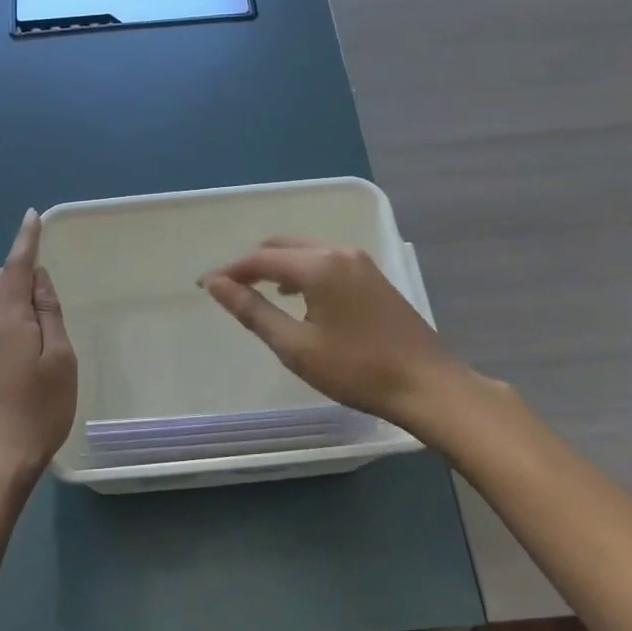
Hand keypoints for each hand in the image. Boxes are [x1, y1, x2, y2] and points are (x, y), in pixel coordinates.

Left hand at [0, 209, 77, 486]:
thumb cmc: (38, 408)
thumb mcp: (59, 358)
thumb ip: (49, 315)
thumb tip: (39, 280)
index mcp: (9, 319)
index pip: (15, 268)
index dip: (25, 241)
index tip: (32, 216)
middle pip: (0, 281)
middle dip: (20, 262)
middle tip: (45, 255)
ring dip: (18, 286)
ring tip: (45, 288)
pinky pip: (1, 320)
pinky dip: (17, 307)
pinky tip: (35, 322)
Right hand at [199, 237, 456, 427]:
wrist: (427, 385)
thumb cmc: (356, 369)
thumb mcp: (295, 346)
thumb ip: (253, 310)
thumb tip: (216, 284)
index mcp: (319, 265)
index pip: (260, 258)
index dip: (230, 270)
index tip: (204, 286)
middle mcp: (340, 252)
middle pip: (283, 245)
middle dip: (251, 263)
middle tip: (228, 288)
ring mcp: (361, 262)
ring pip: (306, 251)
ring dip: (277, 265)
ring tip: (256, 292)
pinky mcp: (374, 277)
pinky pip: (326, 260)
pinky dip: (301, 271)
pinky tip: (297, 297)